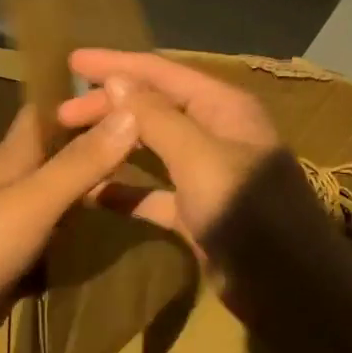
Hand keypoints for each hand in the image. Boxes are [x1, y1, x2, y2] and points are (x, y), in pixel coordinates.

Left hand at [0, 105, 138, 352]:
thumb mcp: (32, 202)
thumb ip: (80, 162)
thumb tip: (132, 111)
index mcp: (15, 158)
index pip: (50, 110)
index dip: (86, 97)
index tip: (138, 93)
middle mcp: (17, 184)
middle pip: (65, 156)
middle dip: (106, 148)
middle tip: (165, 148)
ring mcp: (18, 226)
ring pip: (68, 200)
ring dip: (103, 196)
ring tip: (159, 192)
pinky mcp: (20, 264)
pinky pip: (63, 243)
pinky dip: (90, 239)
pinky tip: (125, 242)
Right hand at [57, 50, 335, 272]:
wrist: (292, 292)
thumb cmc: (250, 215)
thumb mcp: (200, 159)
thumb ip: (157, 118)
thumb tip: (119, 80)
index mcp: (224, 107)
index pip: (162, 71)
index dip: (117, 64)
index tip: (72, 60)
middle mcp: (216, 133)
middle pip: (153, 107)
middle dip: (109, 106)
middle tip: (59, 115)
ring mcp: (207, 174)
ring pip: (151, 147)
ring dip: (113, 143)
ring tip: (69, 143)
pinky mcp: (198, 212)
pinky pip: (153, 193)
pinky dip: (124, 191)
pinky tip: (91, 194)